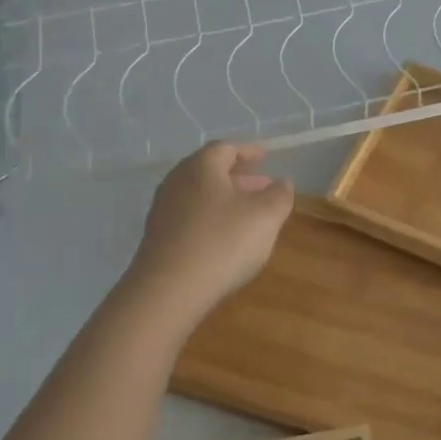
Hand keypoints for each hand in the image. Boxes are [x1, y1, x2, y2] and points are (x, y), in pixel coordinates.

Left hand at [127, 142, 294, 316]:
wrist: (167, 291)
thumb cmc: (222, 242)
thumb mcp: (265, 217)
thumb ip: (279, 195)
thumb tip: (282, 182)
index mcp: (201, 166)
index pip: (226, 148)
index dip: (248, 151)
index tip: (265, 157)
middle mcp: (177, 181)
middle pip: (209, 171)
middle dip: (238, 177)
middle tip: (262, 186)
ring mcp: (163, 210)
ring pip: (199, 195)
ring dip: (225, 199)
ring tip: (248, 214)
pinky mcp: (157, 238)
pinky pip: (189, 217)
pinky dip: (210, 218)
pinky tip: (224, 239)